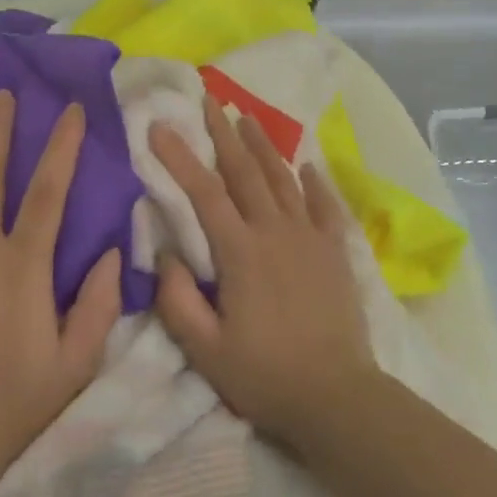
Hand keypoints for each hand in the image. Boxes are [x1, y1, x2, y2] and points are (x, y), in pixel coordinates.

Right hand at [149, 97, 375, 448]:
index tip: (160, 126)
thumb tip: (164, 252)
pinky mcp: (335, 250)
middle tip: (209, 101)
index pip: (204, 193)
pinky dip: (315, 182)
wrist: (336, 395)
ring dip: (263, 146)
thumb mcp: (206, 351)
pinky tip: (308, 165)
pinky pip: (324, 205)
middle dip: (224, 133)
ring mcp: (309, 236)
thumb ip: (178, 300)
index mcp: (241, 252)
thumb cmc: (266, 376)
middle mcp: (275, 230)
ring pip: (282, 179)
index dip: (179, 157)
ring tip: (248, 117)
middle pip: (245, 172)